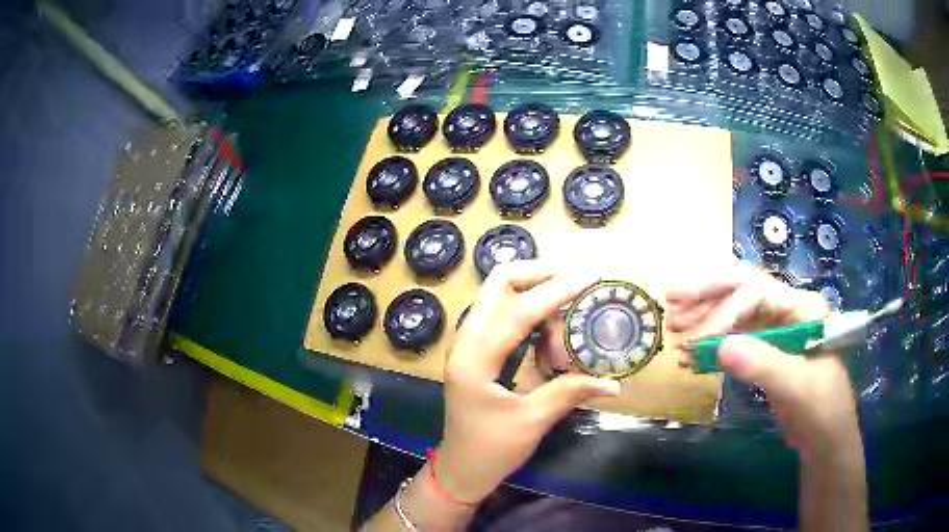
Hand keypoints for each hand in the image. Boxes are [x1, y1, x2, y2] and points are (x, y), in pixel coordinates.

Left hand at [436, 260, 620, 502]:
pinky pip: (504, 316)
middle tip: (577, 283)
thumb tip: (614, 382)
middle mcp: (466, 340)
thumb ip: (570, 393)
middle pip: (499, 283)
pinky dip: (530, 315)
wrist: (460, 468)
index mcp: (475, 359)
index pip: (518, 311)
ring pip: (501, 296)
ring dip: (537, 297)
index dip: (556, 291)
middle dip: (540, 274)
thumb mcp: (532, 422)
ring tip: (566, 328)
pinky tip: (550, 339)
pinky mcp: (477, 350)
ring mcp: (469, 343)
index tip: (590, 277)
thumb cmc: (490, 449)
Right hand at [665, 264, 860, 460]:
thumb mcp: (797, 387)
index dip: (726, 309)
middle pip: (743, 291)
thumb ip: (764, 364)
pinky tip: (691, 345)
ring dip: (705, 314)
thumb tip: (720, 346)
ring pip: (735, 312)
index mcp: (802, 307)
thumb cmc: (821, 409)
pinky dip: (711, 339)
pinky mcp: (764, 351)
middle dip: (708, 294)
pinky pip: (734, 336)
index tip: (698, 338)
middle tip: (671, 297)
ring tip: (674, 320)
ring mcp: (775, 329)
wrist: (824, 439)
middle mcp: (787, 310)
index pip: (758, 292)